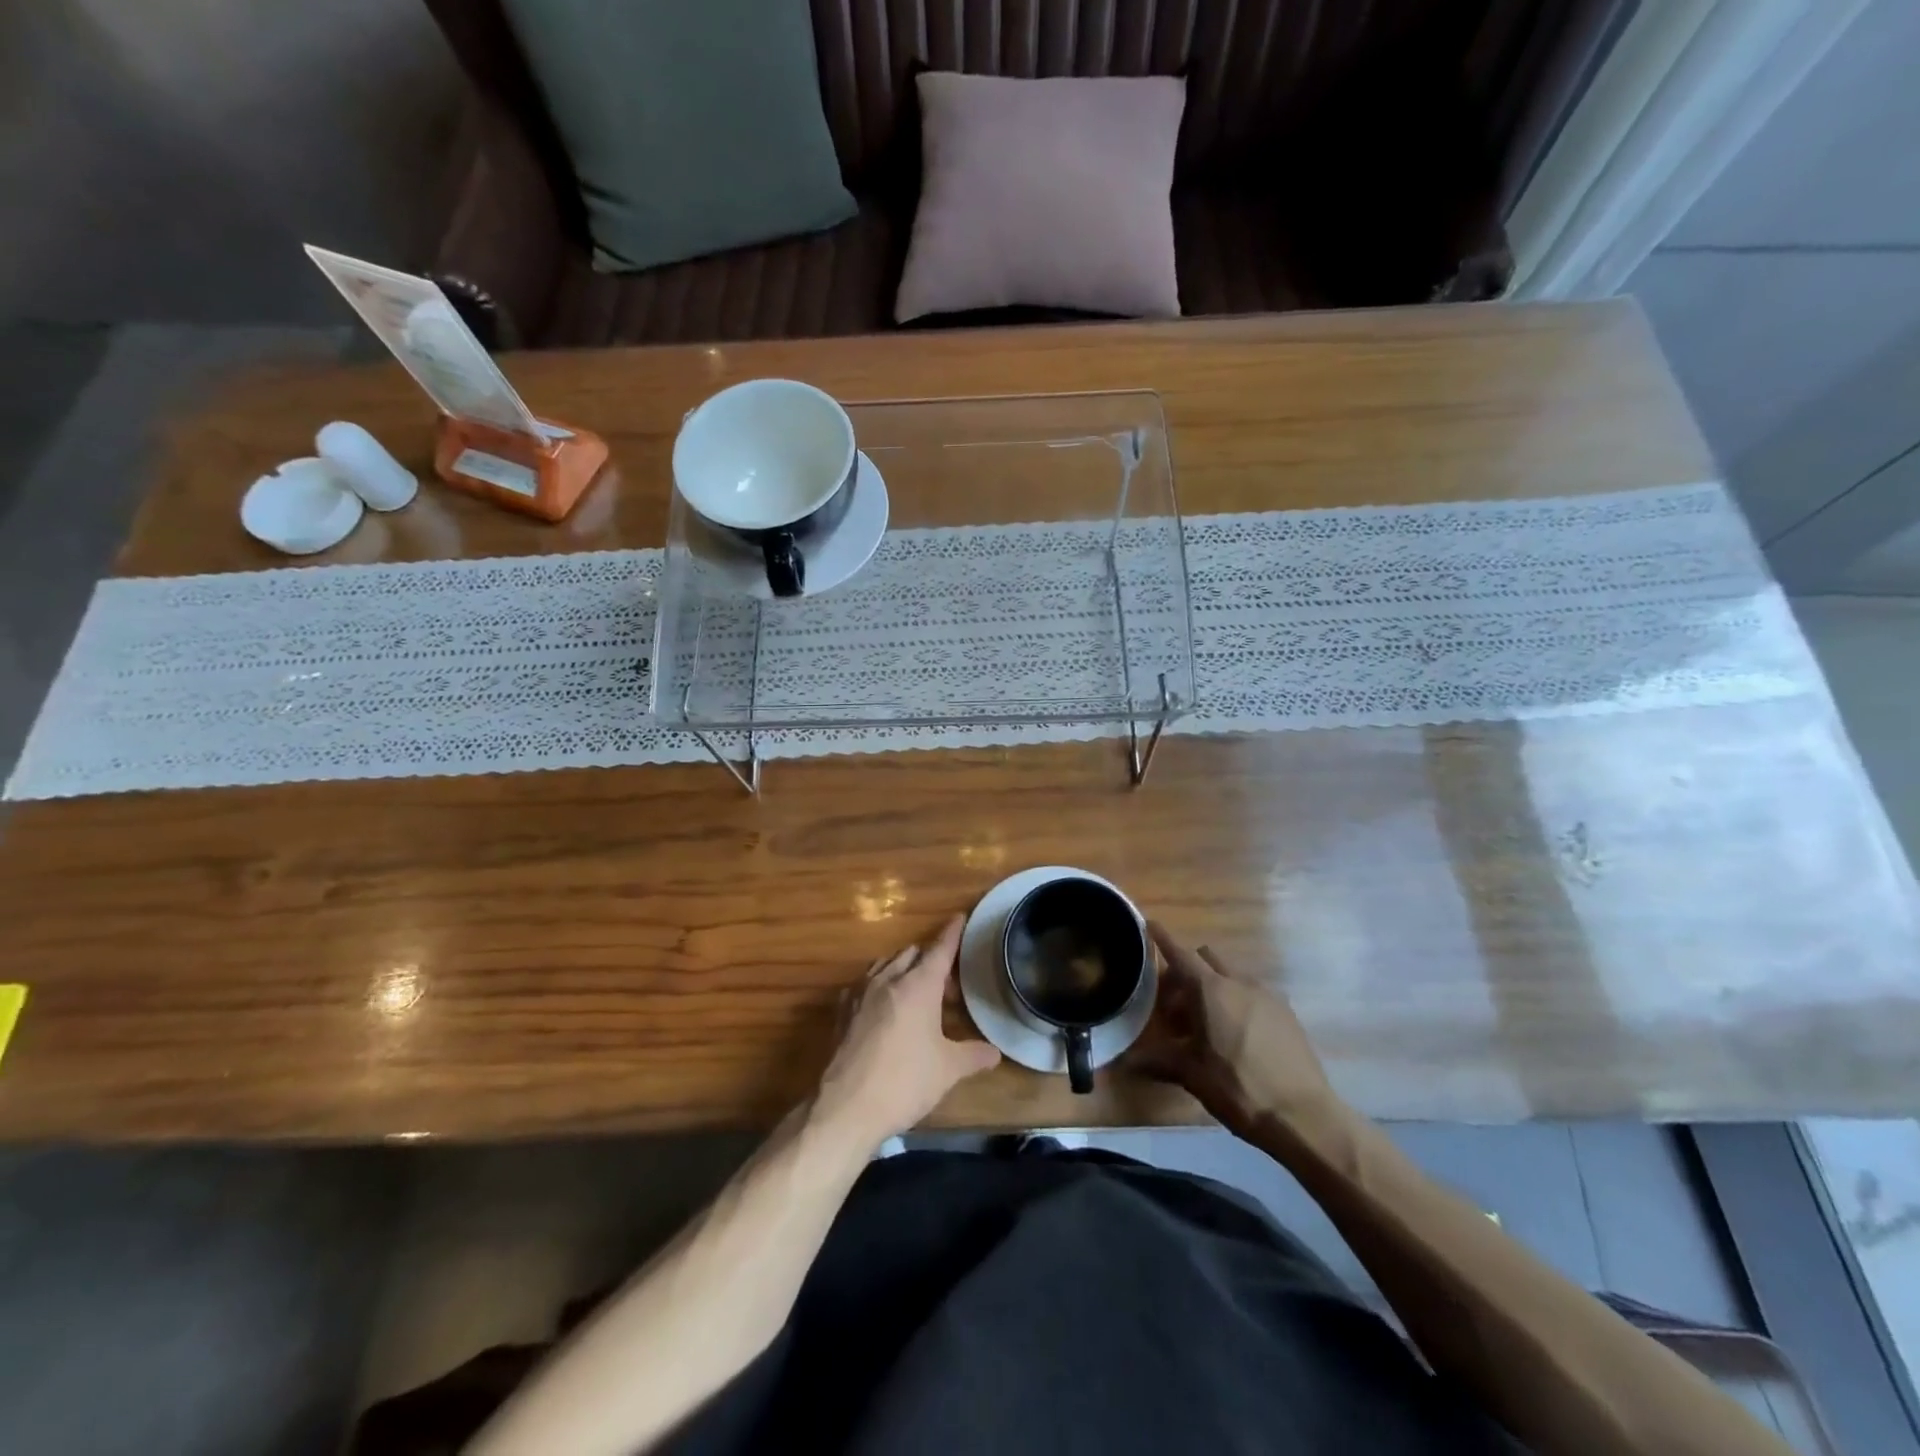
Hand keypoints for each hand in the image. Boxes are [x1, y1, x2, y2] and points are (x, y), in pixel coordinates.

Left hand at [814, 915, 1001, 1149]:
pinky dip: (878, 986)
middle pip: (911, 954)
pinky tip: (882, 1008)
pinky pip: (863, 985)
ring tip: (915, 993)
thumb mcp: (948, 1070)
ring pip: (885, 965)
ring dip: (902, 969)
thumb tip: (995, 1053)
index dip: (952, 934)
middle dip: (930, 960)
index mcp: (918, 986)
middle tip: (947, 985)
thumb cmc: (905, 1081)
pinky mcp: (842, 1012)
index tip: (959, 917)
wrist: (847, 1106)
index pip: (939, 950)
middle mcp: (888, 980)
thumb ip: (973, 1056)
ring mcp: (860, 993)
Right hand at [1131, 921, 1337, 1131]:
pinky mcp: (1287, 1013)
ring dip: (1213, 986)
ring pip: (1232, 975)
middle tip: (1176, 1005)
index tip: (1150, 924)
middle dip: (1187, 971)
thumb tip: (1126, 1063)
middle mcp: (1239, 982)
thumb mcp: (1192, 1075)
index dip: (1162, 939)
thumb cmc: (1238, 1088)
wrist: (1303, 1116)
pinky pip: (1254, 993)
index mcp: (1211, 990)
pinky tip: (1237, 1035)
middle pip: (1206, 958)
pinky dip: (1237, 1000)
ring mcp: (1267, 995)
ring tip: (1207, 1024)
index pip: (1180, 954)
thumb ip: (1158, 1061)